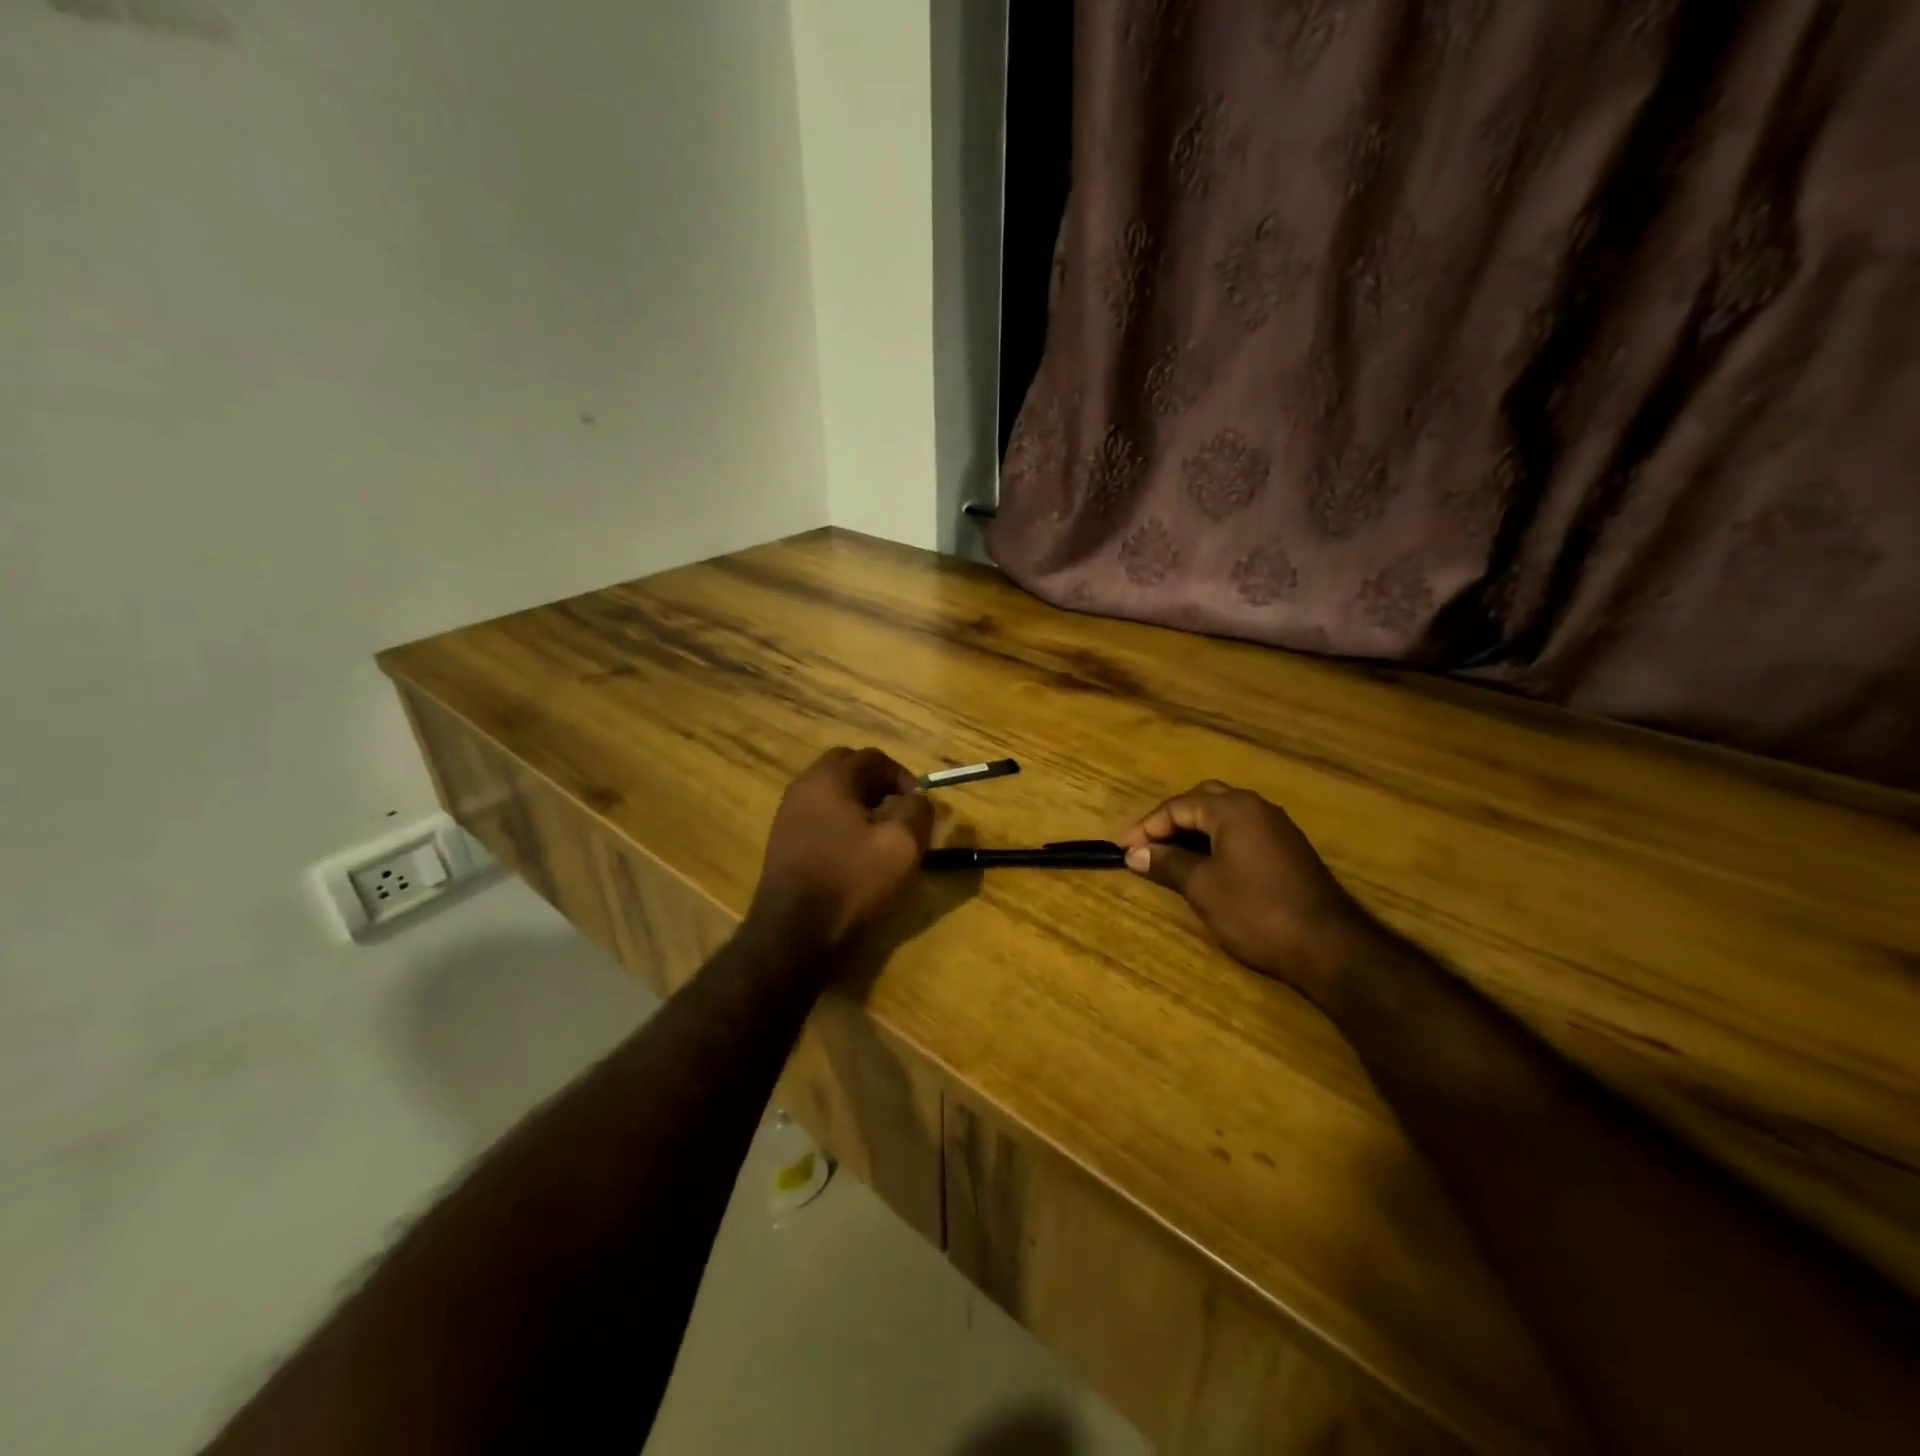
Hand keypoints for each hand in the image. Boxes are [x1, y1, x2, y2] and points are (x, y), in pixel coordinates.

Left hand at [750, 747, 934, 951]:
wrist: (794, 933)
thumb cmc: (852, 881)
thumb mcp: (902, 845)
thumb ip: (917, 811)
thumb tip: (918, 799)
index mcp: (831, 778)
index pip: (873, 758)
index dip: (903, 776)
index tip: (919, 803)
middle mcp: (804, 787)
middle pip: (847, 768)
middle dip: (877, 783)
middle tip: (898, 810)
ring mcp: (788, 814)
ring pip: (830, 793)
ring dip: (857, 803)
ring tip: (879, 832)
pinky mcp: (782, 841)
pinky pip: (817, 815)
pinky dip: (839, 821)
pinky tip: (854, 851)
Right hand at [1119, 781, 1374, 1002]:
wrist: (1329, 946)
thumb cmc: (1256, 912)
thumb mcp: (1202, 887)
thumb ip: (1167, 864)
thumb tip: (1134, 853)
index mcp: (1233, 809)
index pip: (1178, 806)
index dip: (1147, 827)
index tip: (1122, 849)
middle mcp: (1256, 807)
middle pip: (1202, 800)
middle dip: (1171, 820)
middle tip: (1147, 846)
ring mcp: (1276, 827)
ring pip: (1224, 815)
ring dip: (1194, 830)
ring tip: (1169, 855)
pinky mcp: (1288, 849)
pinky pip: (1242, 831)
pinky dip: (1216, 840)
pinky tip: (1206, 864)